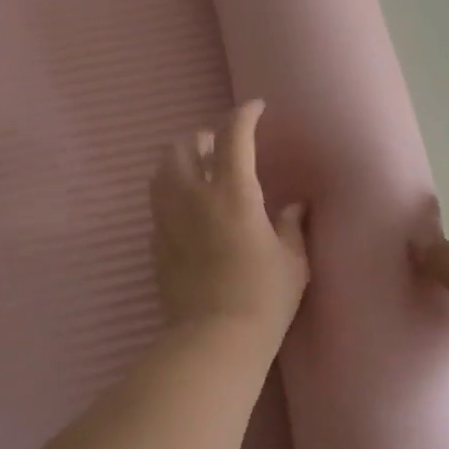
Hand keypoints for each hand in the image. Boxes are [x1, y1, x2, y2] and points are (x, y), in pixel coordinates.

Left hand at [150, 101, 308, 341]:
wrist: (214, 340)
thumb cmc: (263, 299)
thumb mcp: (292, 261)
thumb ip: (290, 226)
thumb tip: (294, 206)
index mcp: (234, 193)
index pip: (233, 135)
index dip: (244, 114)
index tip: (255, 108)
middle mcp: (194, 196)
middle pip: (183, 145)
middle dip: (202, 137)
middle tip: (223, 150)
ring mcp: (168, 219)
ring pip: (161, 170)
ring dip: (181, 161)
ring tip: (201, 175)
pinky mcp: (154, 243)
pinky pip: (158, 203)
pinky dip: (172, 194)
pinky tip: (190, 212)